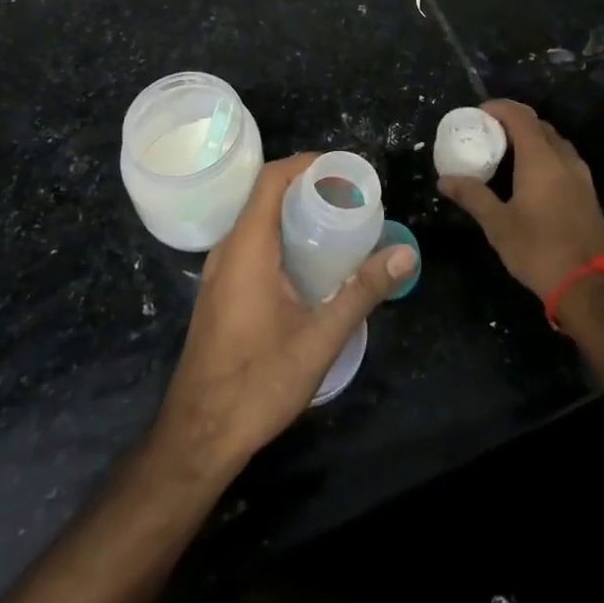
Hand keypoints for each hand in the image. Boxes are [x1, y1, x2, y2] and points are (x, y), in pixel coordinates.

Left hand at [155, 155, 417, 475]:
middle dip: (308, 187)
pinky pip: (252, 244)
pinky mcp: (221, 291)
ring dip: (295, 212)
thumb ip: (362, 291)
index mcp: (246, 247)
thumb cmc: (257, 383)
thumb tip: (405, 253)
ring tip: (338, 222)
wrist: (198, 438)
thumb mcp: (319, 338)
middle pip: (266, 195)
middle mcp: (228, 250)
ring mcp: (220, 272)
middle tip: (351, 197)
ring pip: (258, 221)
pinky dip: (282, 236)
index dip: (307, 164)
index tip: (345, 170)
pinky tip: (311, 262)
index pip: (272, 179)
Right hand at [439, 100, 603, 298]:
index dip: (499, 108)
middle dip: (514, 122)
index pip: (520, 116)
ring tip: (507, 154)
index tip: (478, 113)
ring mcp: (581, 176)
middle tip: (488, 134)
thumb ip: (472, 196)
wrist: (593, 286)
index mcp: (541, 158)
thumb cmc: (540, 249)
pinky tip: (530, 178)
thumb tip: (444, 180)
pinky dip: (545, 156)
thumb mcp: (498, 225)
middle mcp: (564, 158)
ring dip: (532, 139)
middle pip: (539, 125)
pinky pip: (563, 160)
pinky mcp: (588, 194)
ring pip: (554, 142)